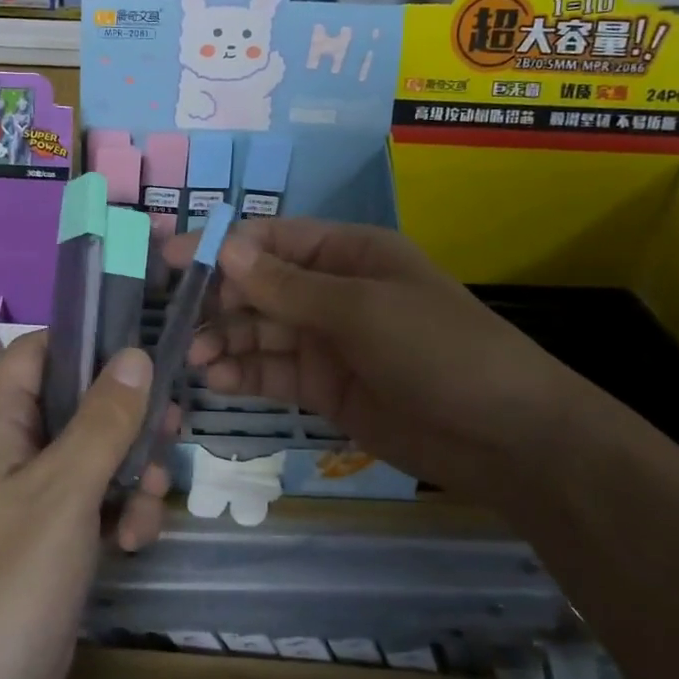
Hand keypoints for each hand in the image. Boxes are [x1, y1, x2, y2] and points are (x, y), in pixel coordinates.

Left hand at [0, 334, 169, 678]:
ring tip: (149, 503)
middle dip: (125, 419)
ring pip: (92, 455)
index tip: (142, 352)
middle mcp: (9, 450)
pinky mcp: (48, 540)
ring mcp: (28, 498)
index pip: (39, 351)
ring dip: (130, 472)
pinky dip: (117, 512)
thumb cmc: (8, 582)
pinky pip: (91, 503)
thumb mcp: (64, 491)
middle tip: (170, 430)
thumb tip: (134, 353)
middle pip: (76, 403)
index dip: (87, 344)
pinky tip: (134, 542)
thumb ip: (103, 420)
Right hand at [166, 218, 580, 495]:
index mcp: (347, 253)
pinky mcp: (325, 386)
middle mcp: (332, 291)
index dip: (222, 247)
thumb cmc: (438, 350)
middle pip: (259, 286)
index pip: (271, 240)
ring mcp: (327, 340)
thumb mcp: (360, 309)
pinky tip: (217, 382)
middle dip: (217, 301)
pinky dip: (243, 373)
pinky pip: (273, 371)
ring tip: (193, 360)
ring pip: (260, 331)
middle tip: (175, 323)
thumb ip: (286, 286)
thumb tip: (225, 249)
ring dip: (224, 341)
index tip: (172, 259)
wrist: (506, 438)